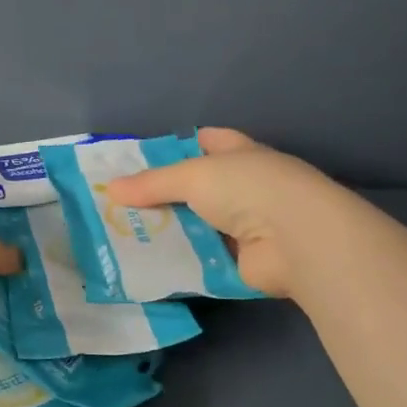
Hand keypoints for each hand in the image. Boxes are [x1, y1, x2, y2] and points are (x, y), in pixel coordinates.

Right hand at [107, 127, 342, 299]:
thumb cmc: (249, 189)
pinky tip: (146, 265)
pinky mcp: (241, 261)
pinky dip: (179, 262)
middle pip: (196, 187)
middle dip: (162, 195)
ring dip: (167, 231)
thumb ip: (152, 183)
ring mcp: (245, 225)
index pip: (206, 141)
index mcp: (239, 153)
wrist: (296, 240)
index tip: (139, 159)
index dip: (176, 146)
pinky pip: (201, 259)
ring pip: (196, 224)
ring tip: (122, 237)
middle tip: (118, 205)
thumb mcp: (193, 176)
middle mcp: (244, 186)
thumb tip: (110, 188)